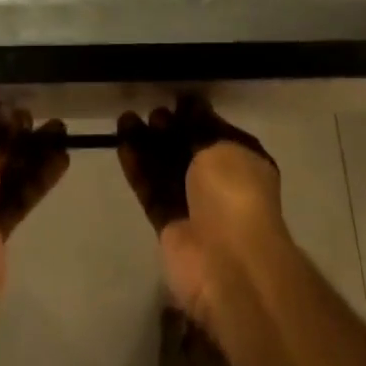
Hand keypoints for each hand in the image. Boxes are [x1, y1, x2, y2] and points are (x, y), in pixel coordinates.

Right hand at [118, 96, 291, 337]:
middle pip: (187, 150)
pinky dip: (138, 169)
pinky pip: (151, 191)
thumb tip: (190, 103)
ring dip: (146, 145)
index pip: (215, 132)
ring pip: (165, 169)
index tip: (173, 99)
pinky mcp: (170, 227)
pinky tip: (122, 144)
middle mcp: (220, 184)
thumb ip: (200, 125)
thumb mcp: (221, 146)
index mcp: (243, 162)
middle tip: (151, 112)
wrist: (229, 266)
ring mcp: (195, 207)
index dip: (194, 115)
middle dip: (168, 130)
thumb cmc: (235, 195)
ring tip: (125, 119)